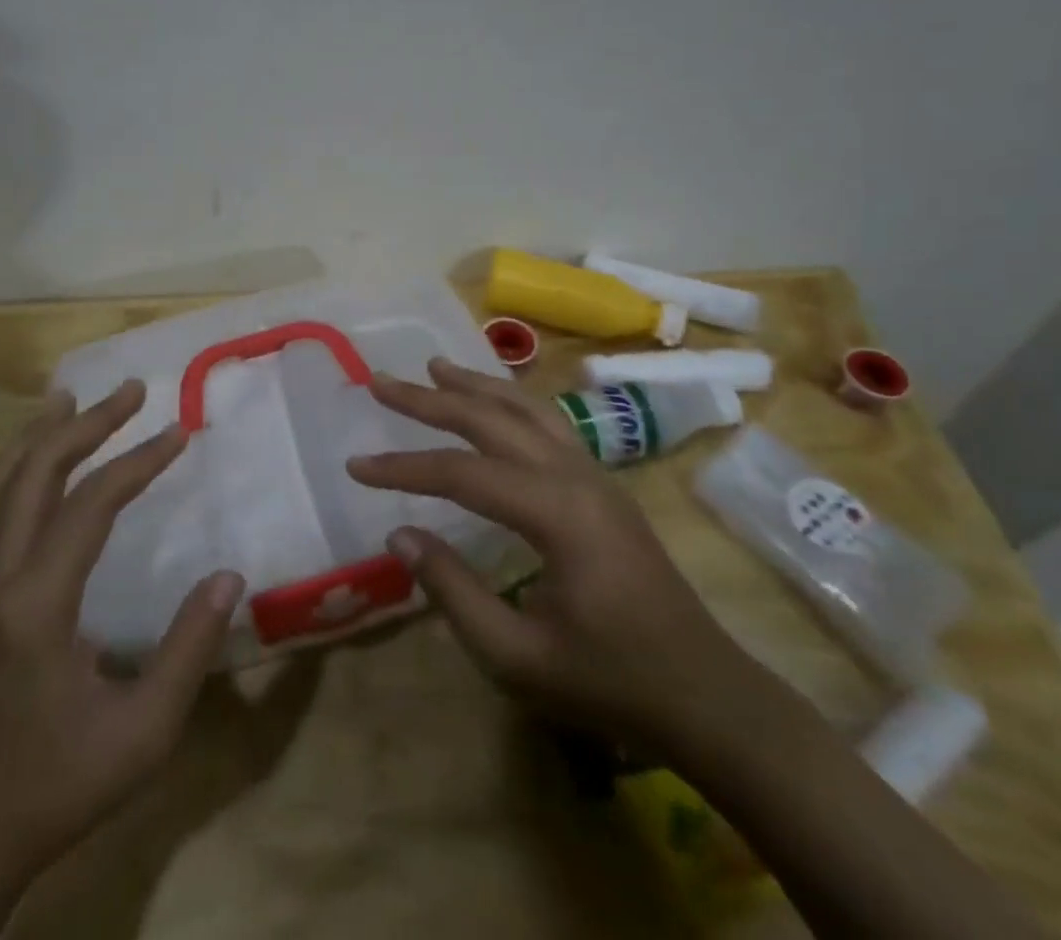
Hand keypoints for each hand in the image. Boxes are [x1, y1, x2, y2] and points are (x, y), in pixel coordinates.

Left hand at [0, 380, 243, 939]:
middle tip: (131, 390)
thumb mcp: (142, 733)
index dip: (139, 461)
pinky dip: (8, 470)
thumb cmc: (55, 788)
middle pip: (33, 473)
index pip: (91, 504)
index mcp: (35, 604)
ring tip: (69, 400)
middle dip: (86, 423)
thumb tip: (229, 577)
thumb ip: (188, 650)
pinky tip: (29, 466)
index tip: (179, 432)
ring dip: (35, 436)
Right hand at [348, 357, 749, 749]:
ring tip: (435, 366)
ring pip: (525, 409)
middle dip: (431, 399)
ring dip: (475, 386)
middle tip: (382, 381)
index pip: (461, 472)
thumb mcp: (517, 656)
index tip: (355, 466)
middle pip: (491, 419)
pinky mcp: (603, 484)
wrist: (705, 695)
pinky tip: (495, 403)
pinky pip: (548, 422)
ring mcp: (595, 474)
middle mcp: (575, 474)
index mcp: (556, 512)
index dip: (403, 468)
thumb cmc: (609, 682)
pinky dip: (510, 401)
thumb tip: (398, 534)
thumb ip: (453, 591)